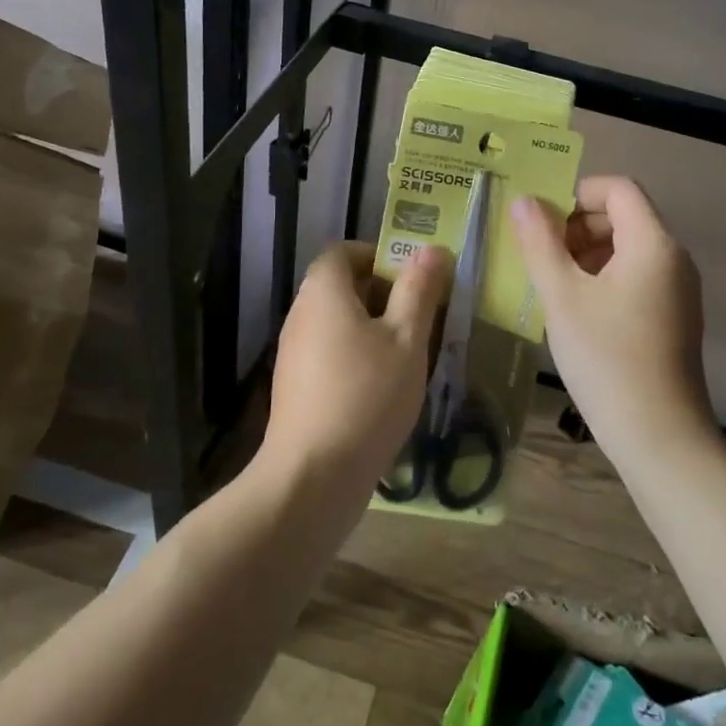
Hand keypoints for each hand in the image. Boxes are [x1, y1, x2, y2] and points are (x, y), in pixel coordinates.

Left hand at [259, 240, 450, 501]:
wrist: (312, 476)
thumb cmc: (366, 396)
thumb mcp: (406, 339)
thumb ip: (419, 290)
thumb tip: (432, 248)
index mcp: (324, 291)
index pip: (343, 251)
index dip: (378, 255)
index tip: (412, 278)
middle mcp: (301, 313)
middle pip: (340, 285)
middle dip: (383, 293)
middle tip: (421, 315)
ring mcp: (293, 351)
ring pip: (337, 321)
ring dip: (372, 326)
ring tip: (409, 353)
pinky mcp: (294, 385)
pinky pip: (328, 351)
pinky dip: (356, 354)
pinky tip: (383, 387)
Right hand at [509, 176, 716, 459]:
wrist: (659, 437)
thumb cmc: (606, 357)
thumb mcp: (562, 297)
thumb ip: (540, 243)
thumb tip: (523, 201)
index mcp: (653, 243)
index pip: (619, 188)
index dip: (577, 193)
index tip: (541, 221)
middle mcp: (673, 258)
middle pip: (624, 216)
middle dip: (577, 225)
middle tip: (539, 254)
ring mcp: (678, 290)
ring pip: (628, 249)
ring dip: (586, 253)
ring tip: (551, 283)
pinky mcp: (674, 317)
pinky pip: (636, 277)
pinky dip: (603, 278)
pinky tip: (575, 310)